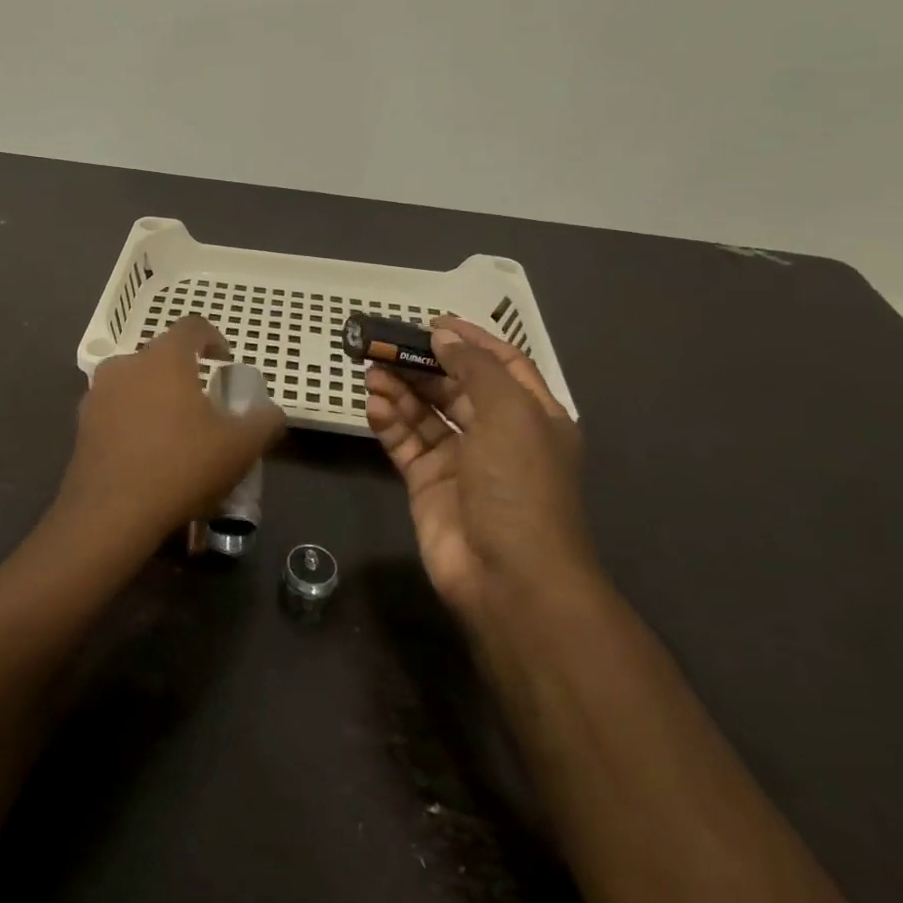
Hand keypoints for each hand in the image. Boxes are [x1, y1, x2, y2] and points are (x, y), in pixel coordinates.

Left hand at [54, 316, 286, 556]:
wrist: (111, 514)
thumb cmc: (181, 467)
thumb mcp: (240, 447)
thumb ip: (264, 421)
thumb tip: (272, 412)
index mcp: (164, 359)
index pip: (192, 327)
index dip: (214, 339)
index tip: (225, 364)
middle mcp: (126, 365)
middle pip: (161, 356)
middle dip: (184, 374)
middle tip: (204, 405)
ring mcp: (98, 394)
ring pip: (135, 382)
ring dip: (156, 396)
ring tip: (174, 431)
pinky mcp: (82, 424)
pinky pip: (115, 410)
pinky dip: (133, 420)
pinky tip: (146, 453)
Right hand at [365, 317, 593, 620]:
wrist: (509, 578)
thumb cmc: (519, 485)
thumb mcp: (509, 414)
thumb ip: (475, 369)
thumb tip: (445, 337)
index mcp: (531, 415)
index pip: (501, 364)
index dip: (469, 340)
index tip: (431, 323)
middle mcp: (497, 434)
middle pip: (455, 386)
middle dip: (423, 364)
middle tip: (384, 345)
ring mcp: (461, 461)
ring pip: (426, 414)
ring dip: (400, 391)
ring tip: (371, 373)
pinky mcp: (428, 484)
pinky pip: (406, 443)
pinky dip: (390, 423)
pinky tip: (374, 406)